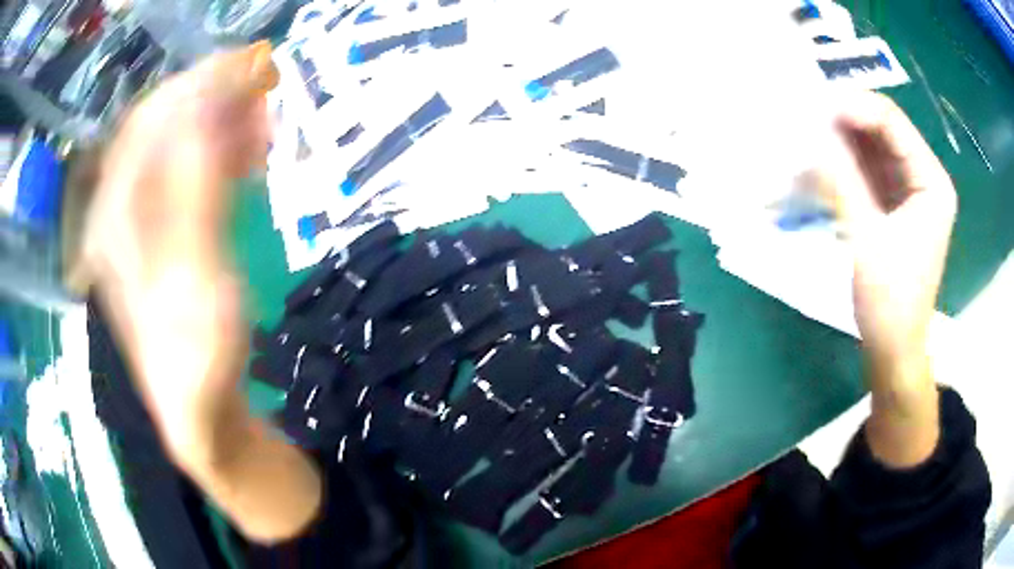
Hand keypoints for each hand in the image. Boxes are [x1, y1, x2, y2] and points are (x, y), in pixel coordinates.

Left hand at [85, 45, 321, 543]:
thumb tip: (209, 110)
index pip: (151, 124)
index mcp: (116, 218)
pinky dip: (218, 156)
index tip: (249, 68)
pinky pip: (186, 178)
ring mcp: (140, 224)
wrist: (197, 412)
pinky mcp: (163, 237)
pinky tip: (248, 156)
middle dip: (212, 99)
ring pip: (175, 149)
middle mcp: (120, 211)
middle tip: (264, 87)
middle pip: (161, 129)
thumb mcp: (196, 276)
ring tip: (263, 121)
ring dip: (218, 125)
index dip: (197, 88)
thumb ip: (195, 191)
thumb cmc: (196, 358)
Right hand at [828, 91, 955, 466]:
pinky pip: (865, 170)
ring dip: (838, 144)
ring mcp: (908, 190)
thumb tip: (811, 133)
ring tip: (804, 142)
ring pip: (870, 148)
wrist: (894, 348)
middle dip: (843, 123)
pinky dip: (841, 166)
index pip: (891, 122)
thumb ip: (842, 181)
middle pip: (881, 130)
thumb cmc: (890, 302)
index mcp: (931, 181)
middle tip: (803, 121)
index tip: (814, 110)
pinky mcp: (892, 204)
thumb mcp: (866, 239)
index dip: (853, 109)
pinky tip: (817, 167)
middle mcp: (922, 177)